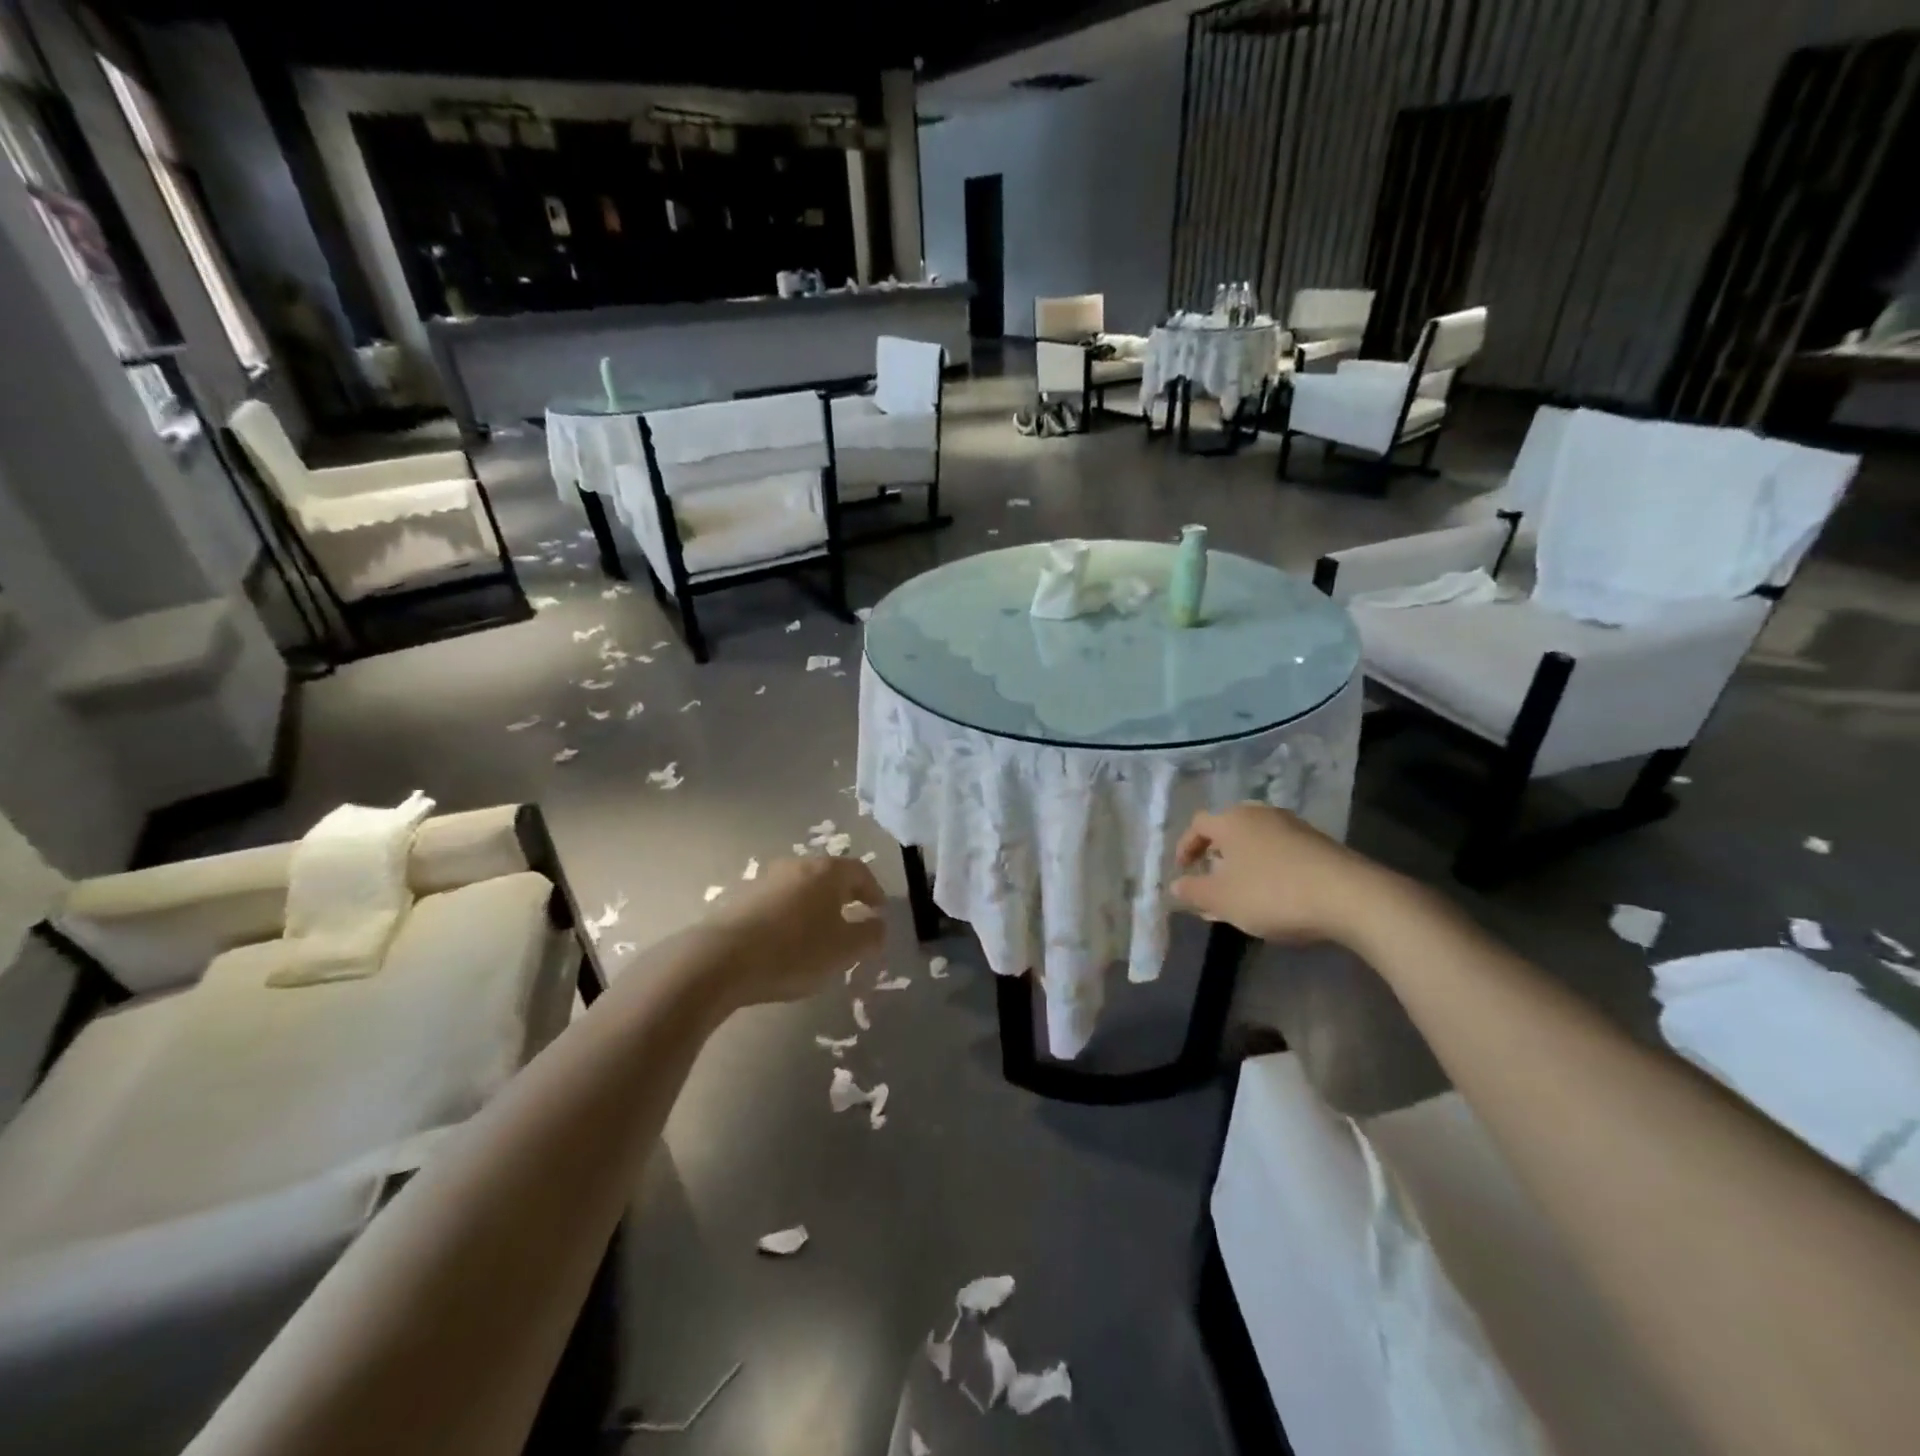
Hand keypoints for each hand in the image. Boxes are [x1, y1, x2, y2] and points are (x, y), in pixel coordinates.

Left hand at [703, 855, 885, 1006]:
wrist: (721, 959)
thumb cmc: (794, 951)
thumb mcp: (844, 950)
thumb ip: (870, 935)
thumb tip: (878, 924)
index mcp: (827, 871)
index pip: (860, 872)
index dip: (874, 891)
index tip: (879, 911)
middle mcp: (798, 865)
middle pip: (829, 876)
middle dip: (844, 896)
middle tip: (853, 918)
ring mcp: (766, 879)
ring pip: (801, 888)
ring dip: (815, 906)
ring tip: (819, 933)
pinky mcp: (741, 898)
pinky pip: (778, 902)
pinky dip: (790, 916)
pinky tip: (787, 941)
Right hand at [1170, 803, 1401, 945]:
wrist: (1351, 897)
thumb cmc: (1273, 893)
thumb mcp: (1223, 900)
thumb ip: (1194, 891)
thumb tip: (1176, 885)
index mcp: (1232, 821)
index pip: (1198, 824)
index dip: (1185, 846)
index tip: (1183, 871)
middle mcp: (1260, 814)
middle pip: (1228, 829)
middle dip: (1215, 855)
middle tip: (1211, 880)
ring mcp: (1293, 826)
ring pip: (1256, 841)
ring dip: (1243, 864)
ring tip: (1242, 893)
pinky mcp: (1319, 844)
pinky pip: (1280, 851)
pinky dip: (1268, 868)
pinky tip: (1274, 896)